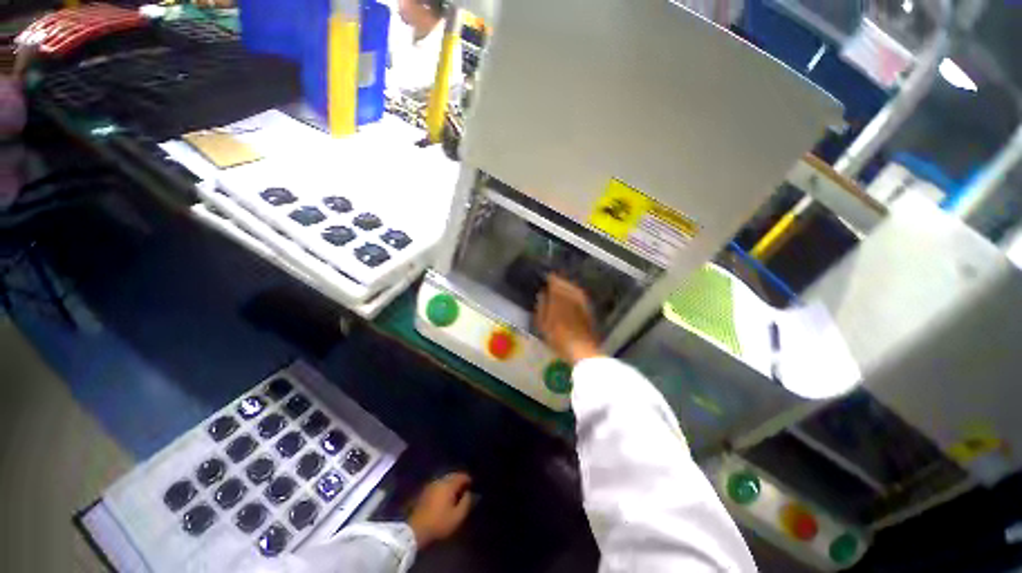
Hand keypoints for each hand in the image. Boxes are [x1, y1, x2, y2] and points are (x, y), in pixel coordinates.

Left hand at [408, 472, 473, 548]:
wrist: (415, 529)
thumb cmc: (439, 523)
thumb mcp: (457, 516)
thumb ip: (466, 502)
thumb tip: (469, 493)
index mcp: (448, 484)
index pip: (461, 476)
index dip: (468, 480)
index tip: (473, 486)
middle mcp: (439, 480)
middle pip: (453, 476)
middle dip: (459, 481)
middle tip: (465, 489)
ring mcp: (431, 485)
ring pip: (445, 480)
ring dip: (451, 484)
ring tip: (455, 493)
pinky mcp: (424, 491)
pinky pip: (438, 485)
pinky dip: (444, 488)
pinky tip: (445, 497)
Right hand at [536, 274, 600, 364]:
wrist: (581, 349)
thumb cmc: (558, 338)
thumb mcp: (543, 324)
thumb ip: (541, 306)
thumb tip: (542, 293)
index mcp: (558, 298)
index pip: (554, 282)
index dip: (550, 278)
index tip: (546, 277)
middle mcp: (571, 296)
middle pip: (565, 283)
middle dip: (559, 280)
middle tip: (553, 279)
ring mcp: (581, 302)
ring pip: (573, 287)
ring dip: (567, 284)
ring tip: (561, 285)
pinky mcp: (588, 308)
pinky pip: (580, 295)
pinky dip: (575, 292)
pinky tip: (572, 295)